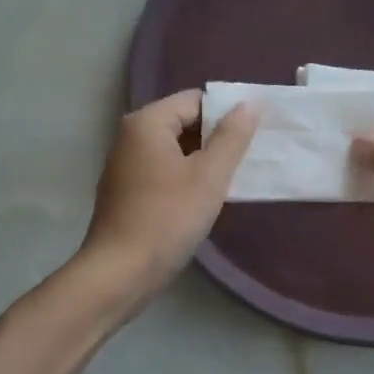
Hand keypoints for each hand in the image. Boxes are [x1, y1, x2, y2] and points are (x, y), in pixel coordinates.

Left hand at [79, 90, 258, 310]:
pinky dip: (184, 178)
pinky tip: (203, 199)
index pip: (195, 100)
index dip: (226, 114)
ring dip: (202, 161)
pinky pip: (162, 171)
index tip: (252, 137)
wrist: (120, 272)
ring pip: (174, 149)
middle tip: (247, 159)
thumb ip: (232, 137)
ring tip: (231, 180)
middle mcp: (130, 136)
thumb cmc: (167, 218)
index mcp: (146, 122)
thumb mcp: (209, 176)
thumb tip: (250, 104)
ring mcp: (125, 164)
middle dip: (215, 138)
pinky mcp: (126, 191)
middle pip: (183, 122)